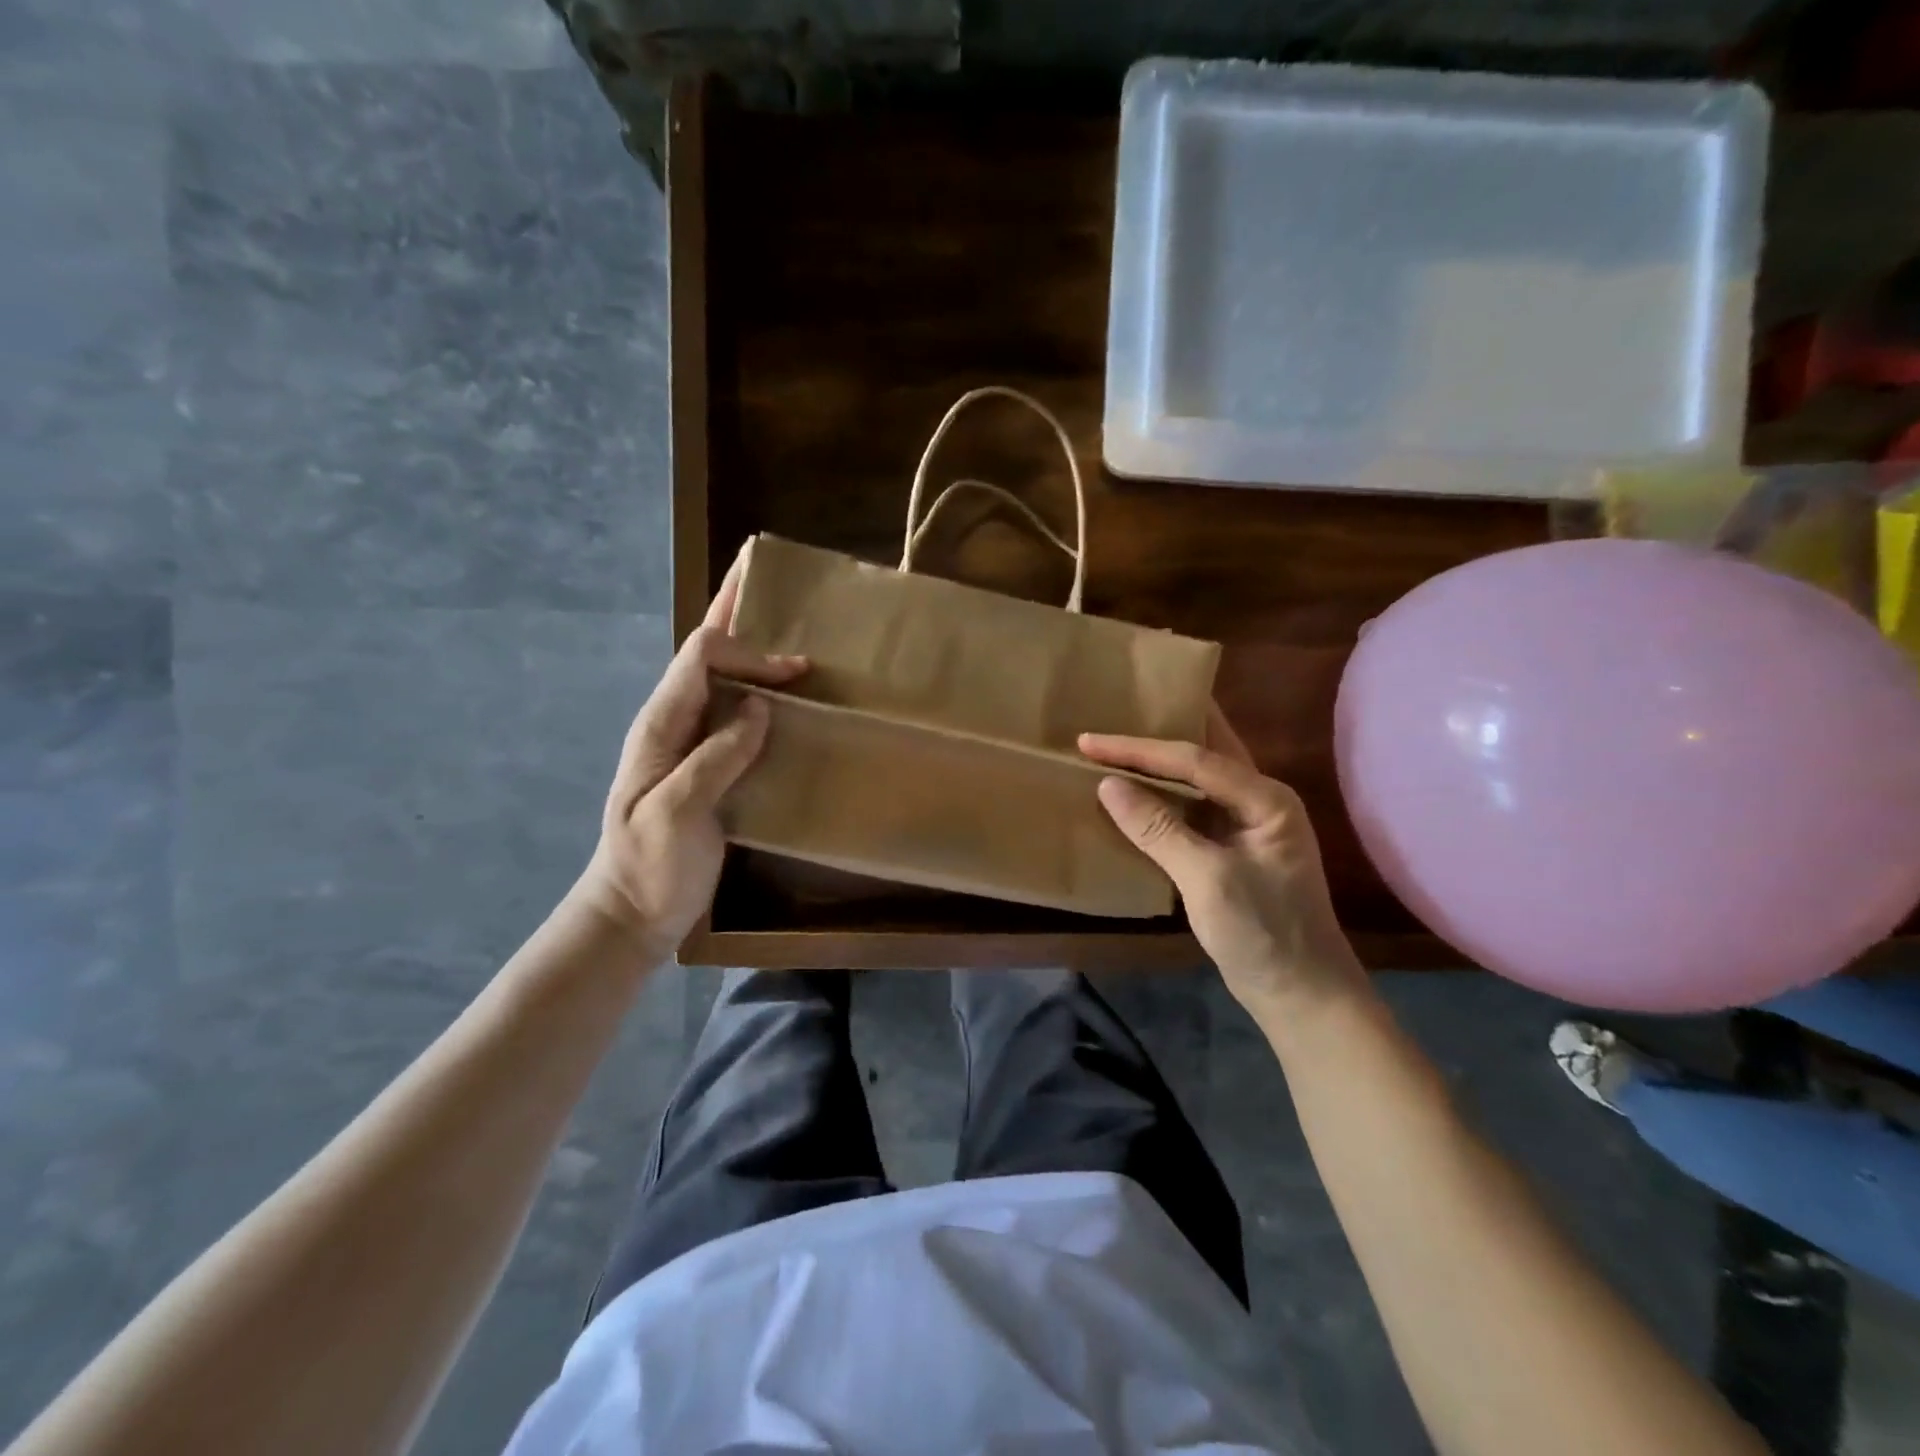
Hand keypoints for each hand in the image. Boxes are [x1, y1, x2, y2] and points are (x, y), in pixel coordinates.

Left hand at [574, 551, 806, 958]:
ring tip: (778, 622)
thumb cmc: (650, 866)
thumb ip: (714, 757)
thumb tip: (758, 707)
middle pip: (704, 652)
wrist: (632, 913)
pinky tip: (781, 693)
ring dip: (746, 647)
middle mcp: (674, 722)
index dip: (748, 651)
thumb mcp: (676, 813)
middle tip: (765, 580)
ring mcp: (689, 744)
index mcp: (661, 725)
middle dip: (733, 613)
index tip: (797, 670)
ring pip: (718, 678)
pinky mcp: (709, 766)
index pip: (701, 659)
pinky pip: (733, 714)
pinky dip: (756, 690)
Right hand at [1081, 707, 1364, 1016]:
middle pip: (1201, 752)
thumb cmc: (1263, 934)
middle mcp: (1259, 799)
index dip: (1138, 749)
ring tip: (1114, 744)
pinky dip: (1160, 796)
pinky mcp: (1230, 847)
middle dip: (1156, 733)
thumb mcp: (1208, 880)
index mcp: (1265, 798)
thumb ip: (1158, 829)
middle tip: (1112, 712)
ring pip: (1196, 777)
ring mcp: (1246, 823)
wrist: (1301, 994)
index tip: (1088, 741)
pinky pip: (1190, 808)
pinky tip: (1133, 792)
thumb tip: (1108, 785)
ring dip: (1156, 763)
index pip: (1193, 759)